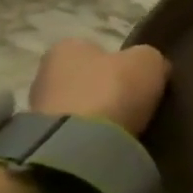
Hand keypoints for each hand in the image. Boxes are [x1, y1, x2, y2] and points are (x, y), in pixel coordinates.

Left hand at [29, 40, 169, 133]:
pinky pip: (76, 133)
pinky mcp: (43, 141)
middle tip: (135, 104)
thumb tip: (153, 67)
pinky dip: (91, 137)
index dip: (120, 62)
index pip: (95, 48)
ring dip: (98, 116)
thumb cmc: (112, 89)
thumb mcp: (148, 61)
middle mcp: (45, 72)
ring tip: (127, 127)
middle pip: (85, 78)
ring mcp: (39, 110)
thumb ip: (149, 58)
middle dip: (106, 90)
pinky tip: (111, 143)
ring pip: (79, 107)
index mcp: (66, 46)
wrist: (81, 146)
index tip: (139, 79)